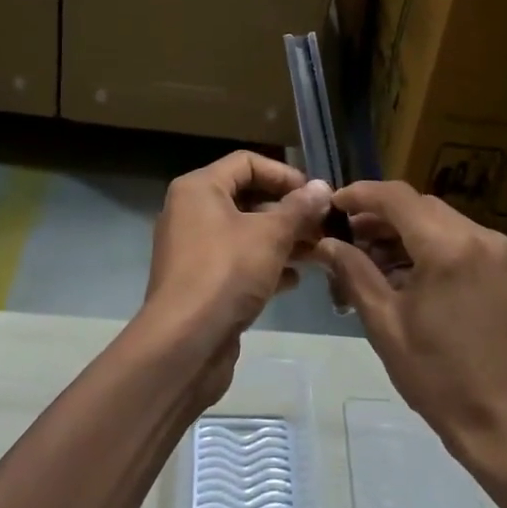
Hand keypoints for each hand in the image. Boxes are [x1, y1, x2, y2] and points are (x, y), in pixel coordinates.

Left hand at [144, 151, 330, 355]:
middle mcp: (191, 212)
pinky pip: (237, 261)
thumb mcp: (270, 235)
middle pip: (247, 198)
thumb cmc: (226, 272)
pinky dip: (265, 265)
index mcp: (199, 189)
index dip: (284, 174)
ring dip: (282, 240)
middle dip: (288, 211)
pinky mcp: (200, 282)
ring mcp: (194, 249)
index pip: (247, 163)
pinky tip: (293, 280)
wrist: (184, 344)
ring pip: (245, 233)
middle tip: (322, 226)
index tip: (314, 195)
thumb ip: (298, 208)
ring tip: (317, 253)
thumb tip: (322, 187)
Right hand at [319, 181, 506, 464]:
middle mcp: (478, 236)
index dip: (359, 194)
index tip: (330, 206)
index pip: (396, 197)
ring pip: (437, 220)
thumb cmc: (440, 378)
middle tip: (344, 239)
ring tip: (367, 259)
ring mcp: (497, 250)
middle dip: (378, 216)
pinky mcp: (504, 267)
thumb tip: (325, 243)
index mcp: (448, 247)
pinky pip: (457, 239)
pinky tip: (402, 273)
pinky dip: (427, 245)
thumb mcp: (386, 325)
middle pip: (418, 205)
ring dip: (402, 231)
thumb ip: (354, 273)